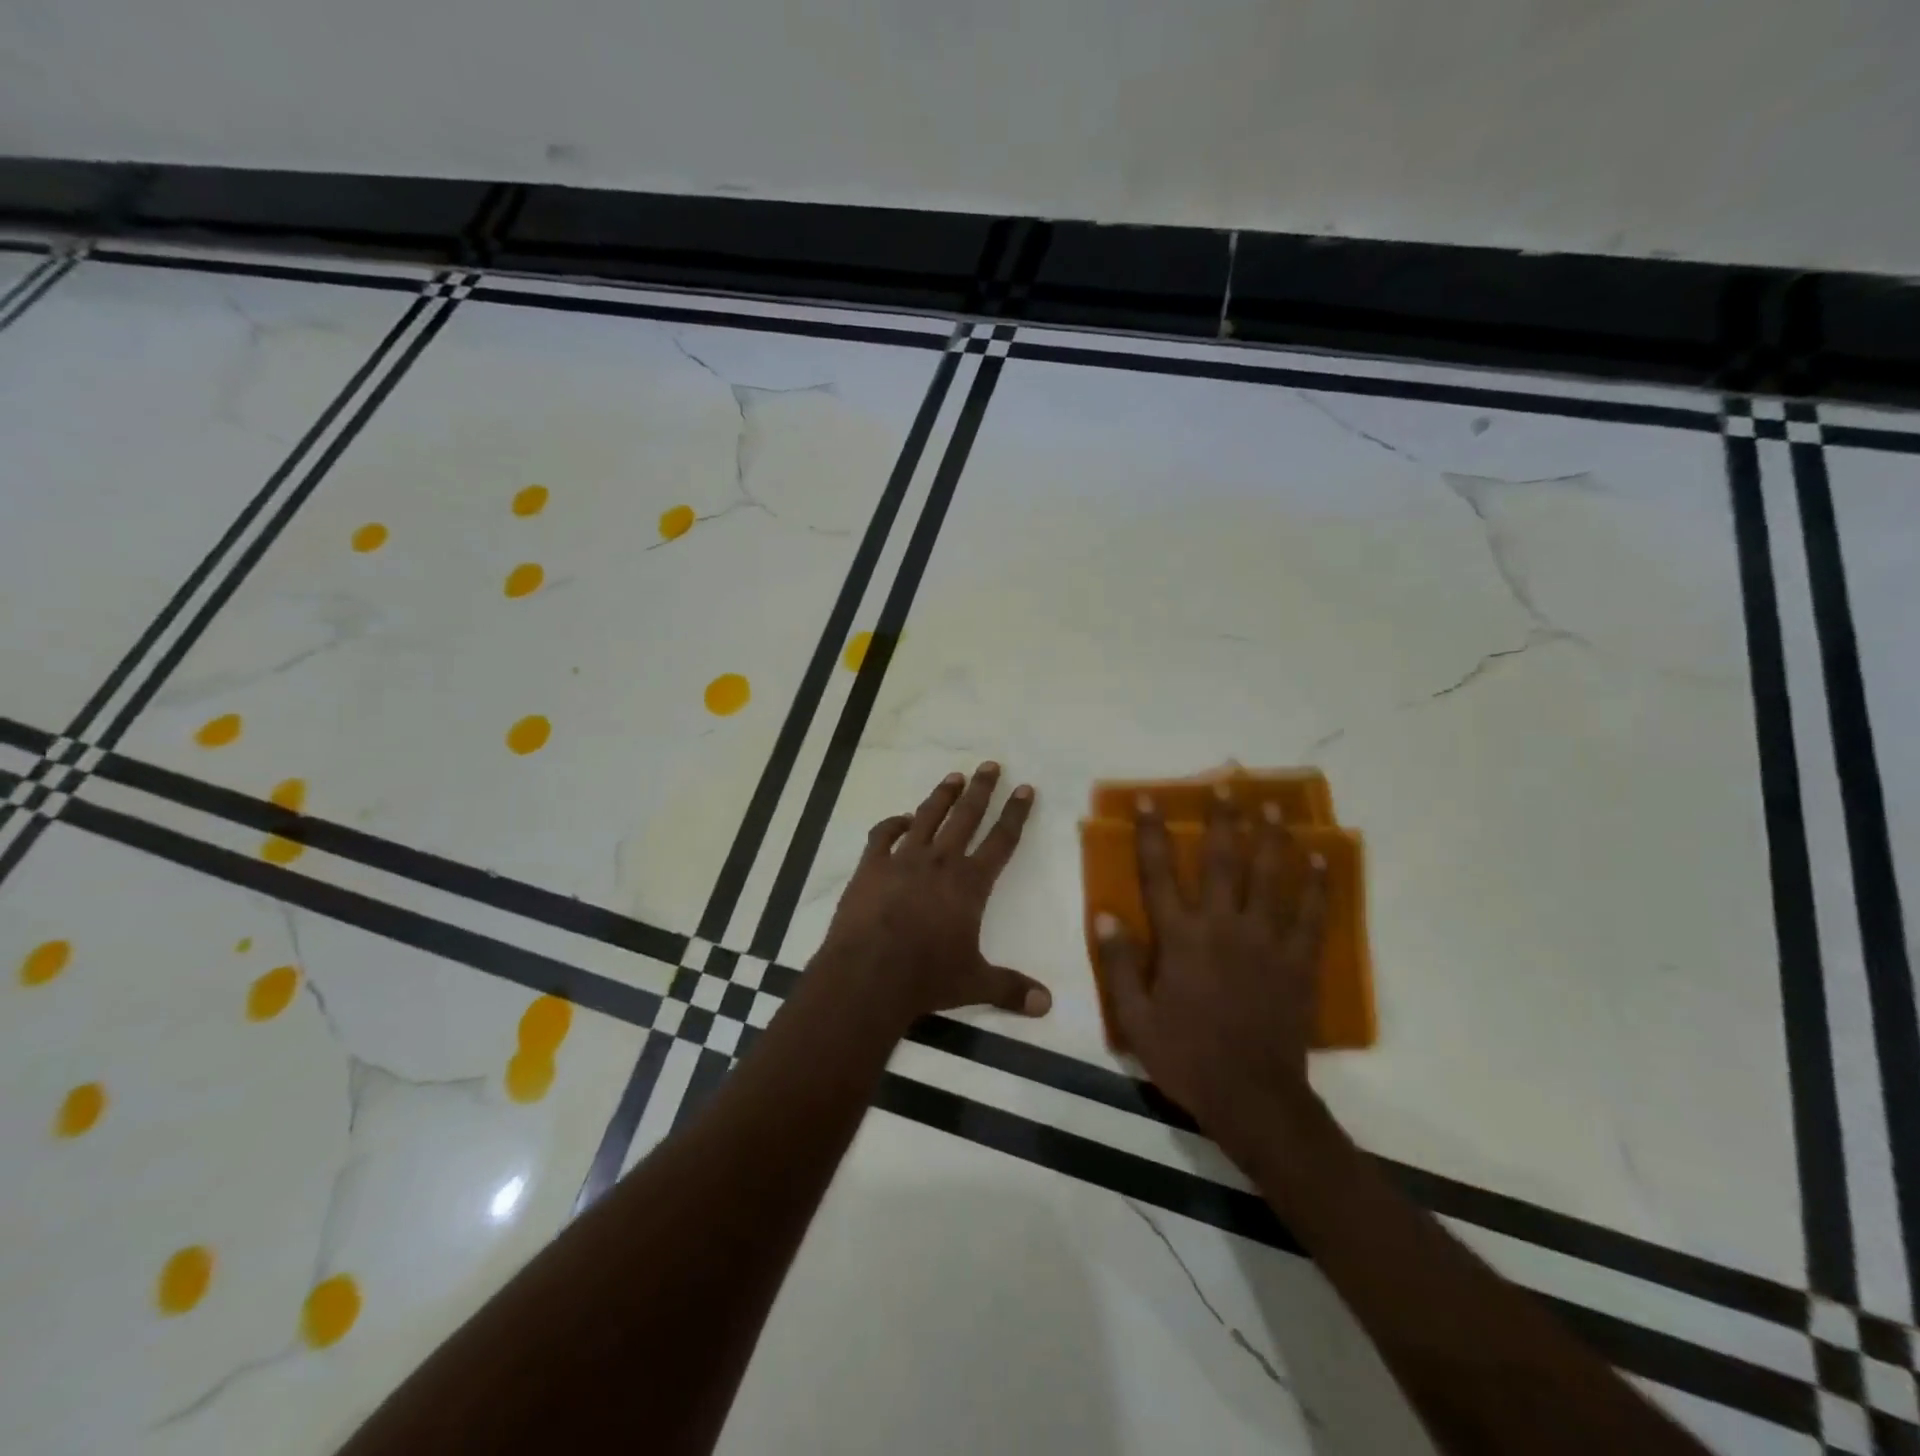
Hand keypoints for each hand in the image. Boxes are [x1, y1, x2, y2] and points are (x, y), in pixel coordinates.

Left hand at [815, 763, 1051, 1027]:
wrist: (868, 974)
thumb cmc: (926, 977)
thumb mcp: (974, 983)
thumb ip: (1011, 989)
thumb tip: (1048, 1005)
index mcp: (970, 884)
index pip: (1001, 841)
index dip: (1015, 814)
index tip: (1025, 788)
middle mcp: (940, 862)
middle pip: (966, 817)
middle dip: (981, 790)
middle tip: (990, 765)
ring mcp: (902, 860)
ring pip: (927, 817)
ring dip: (941, 796)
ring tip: (954, 777)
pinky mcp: (871, 867)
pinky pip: (882, 835)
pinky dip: (892, 824)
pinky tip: (900, 819)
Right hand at [1095, 787, 1326, 1150]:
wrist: (1252, 1097)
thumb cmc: (1186, 1056)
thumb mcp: (1135, 1019)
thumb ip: (1117, 965)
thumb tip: (1106, 915)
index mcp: (1180, 938)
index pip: (1160, 873)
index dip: (1151, 833)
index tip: (1148, 800)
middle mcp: (1223, 927)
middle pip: (1224, 862)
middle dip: (1223, 820)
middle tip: (1227, 785)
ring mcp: (1266, 942)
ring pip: (1270, 878)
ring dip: (1271, 838)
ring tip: (1274, 807)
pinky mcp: (1298, 962)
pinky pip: (1312, 915)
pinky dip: (1316, 885)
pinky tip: (1318, 859)